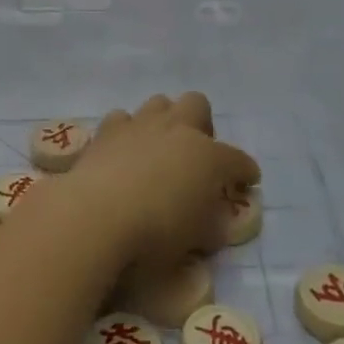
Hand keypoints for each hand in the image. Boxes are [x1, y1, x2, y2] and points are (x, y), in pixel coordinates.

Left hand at [55, 93, 259, 272]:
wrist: (96, 215)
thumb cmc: (156, 233)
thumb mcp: (197, 240)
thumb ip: (211, 225)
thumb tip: (213, 222)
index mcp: (209, 157)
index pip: (238, 160)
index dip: (245, 172)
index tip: (247, 181)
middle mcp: (177, 130)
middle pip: (197, 105)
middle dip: (201, 125)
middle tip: (195, 156)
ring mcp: (140, 124)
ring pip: (159, 103)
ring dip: (164, 122)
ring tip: (158, 150)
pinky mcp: (107, 130)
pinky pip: (123, 119)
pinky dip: (127, 132)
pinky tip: (122, 153)